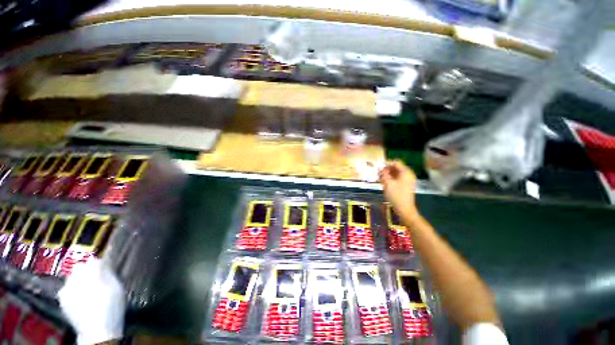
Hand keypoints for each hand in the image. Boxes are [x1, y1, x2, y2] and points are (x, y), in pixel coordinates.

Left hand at [58, 259, 124, 344]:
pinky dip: (74, 290)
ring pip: (72, 277)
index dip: (101, 263)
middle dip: (88, 271)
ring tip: (90, 290)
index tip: (107, 268)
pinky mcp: (62, 300)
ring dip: (80, 280)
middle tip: (98, 279)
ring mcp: (66, 289)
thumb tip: (103, 262)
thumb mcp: (116, 288)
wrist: (96, 331)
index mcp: (90, 273)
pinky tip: (82, 298)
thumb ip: (108, 273)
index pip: (94, 260)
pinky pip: (67, 288)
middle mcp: (74, 278)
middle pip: (80, 267)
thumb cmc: (111, 308)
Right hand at [380, 160, 418, 218]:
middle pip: (396, 167)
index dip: (386, 163)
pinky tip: (384, 182)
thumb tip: (380, 168)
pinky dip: (390, 178)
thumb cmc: (396, 195)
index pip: (396, 162)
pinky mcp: (405, 185)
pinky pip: (397, 178)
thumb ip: (384, 174)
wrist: (404, 209)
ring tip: (380, 178)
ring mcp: (407, 180)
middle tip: (378, 173)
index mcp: (406, 172)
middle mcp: (408, 174)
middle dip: (386, 169)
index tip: (378, 166)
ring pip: (396, 173)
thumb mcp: (388, 183)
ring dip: (387, 174)